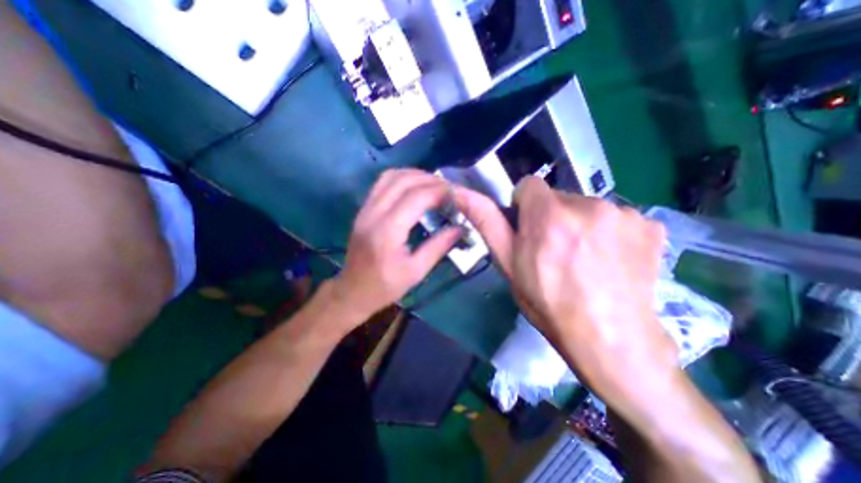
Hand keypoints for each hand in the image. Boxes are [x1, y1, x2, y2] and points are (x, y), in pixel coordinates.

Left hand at [331, 168, 464, 323]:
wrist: (352, 291)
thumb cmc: (385, 286)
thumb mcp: (416, 272)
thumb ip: (438, 246)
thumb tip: (460, 228)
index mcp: (388, 231)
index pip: (416, 197)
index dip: (439, 191)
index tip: (456, 194)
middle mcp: (373, 214)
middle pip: (403, 181)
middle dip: (430, 180)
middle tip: (449, 189)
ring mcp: (365, 209)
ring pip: (391, 177)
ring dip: (415, 175)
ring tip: (434, 185)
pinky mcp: (363, 210)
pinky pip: (382, 183)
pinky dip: (402, 178)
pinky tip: (415, 187)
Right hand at [457, 177, 679, 399]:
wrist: (610, 340)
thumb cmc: (548, 304)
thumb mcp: (508, 264)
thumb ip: (487, 222)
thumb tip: (459, 192)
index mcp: (548, 215)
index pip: (529, 185)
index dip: (525, 207)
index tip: (529, 232)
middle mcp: (587, 204)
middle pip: (558, 198)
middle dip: (552, 217)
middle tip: (555, 252)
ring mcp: (623, 213)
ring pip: (587, 207)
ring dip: (580, 225)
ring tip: (584, 260)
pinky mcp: (649, 224)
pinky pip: (616, 218)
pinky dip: (609, 233)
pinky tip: (610, 261)